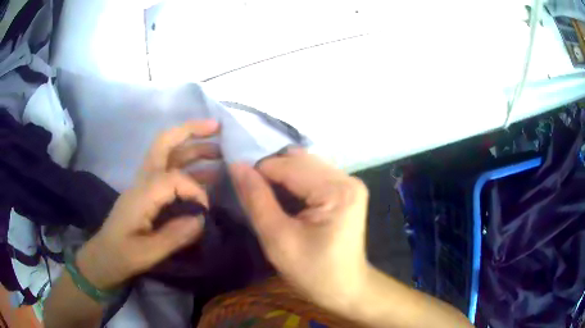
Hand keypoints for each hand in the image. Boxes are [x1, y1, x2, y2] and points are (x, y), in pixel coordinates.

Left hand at [76, 120, 220, 288]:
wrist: (103, 257)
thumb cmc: (121, 256)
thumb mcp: (147, 253)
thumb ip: (175, 235)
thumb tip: (202, 218)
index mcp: (141, 193)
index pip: (174, 178)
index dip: (195, 191)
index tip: (205, 213)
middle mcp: (143, 181)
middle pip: (165, 142)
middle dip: (190, 131)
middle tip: (216, 127)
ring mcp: (145, 184)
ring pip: (169, 154)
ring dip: (192, 146)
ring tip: (219, 149)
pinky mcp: (148, 193)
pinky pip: (170, 172)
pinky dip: (189, 167)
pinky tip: (206, 174)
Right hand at [229, 149, 369, 308]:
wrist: (345, 288)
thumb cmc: (313, 272)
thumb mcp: (278, 239)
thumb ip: (256, 199)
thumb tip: (237, 166)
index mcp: (336, 191)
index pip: (287, 166)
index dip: (258, 173)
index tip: (241, 190)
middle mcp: (347, 179)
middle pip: (298, 161)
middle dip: (271, 173)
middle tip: (254, 196)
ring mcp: (350, 182)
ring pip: (305, 164)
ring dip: (282, 176)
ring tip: (269, 198)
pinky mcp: (347, 190)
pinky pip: (314, 174)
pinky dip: (295, 181)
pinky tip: (287, 199)